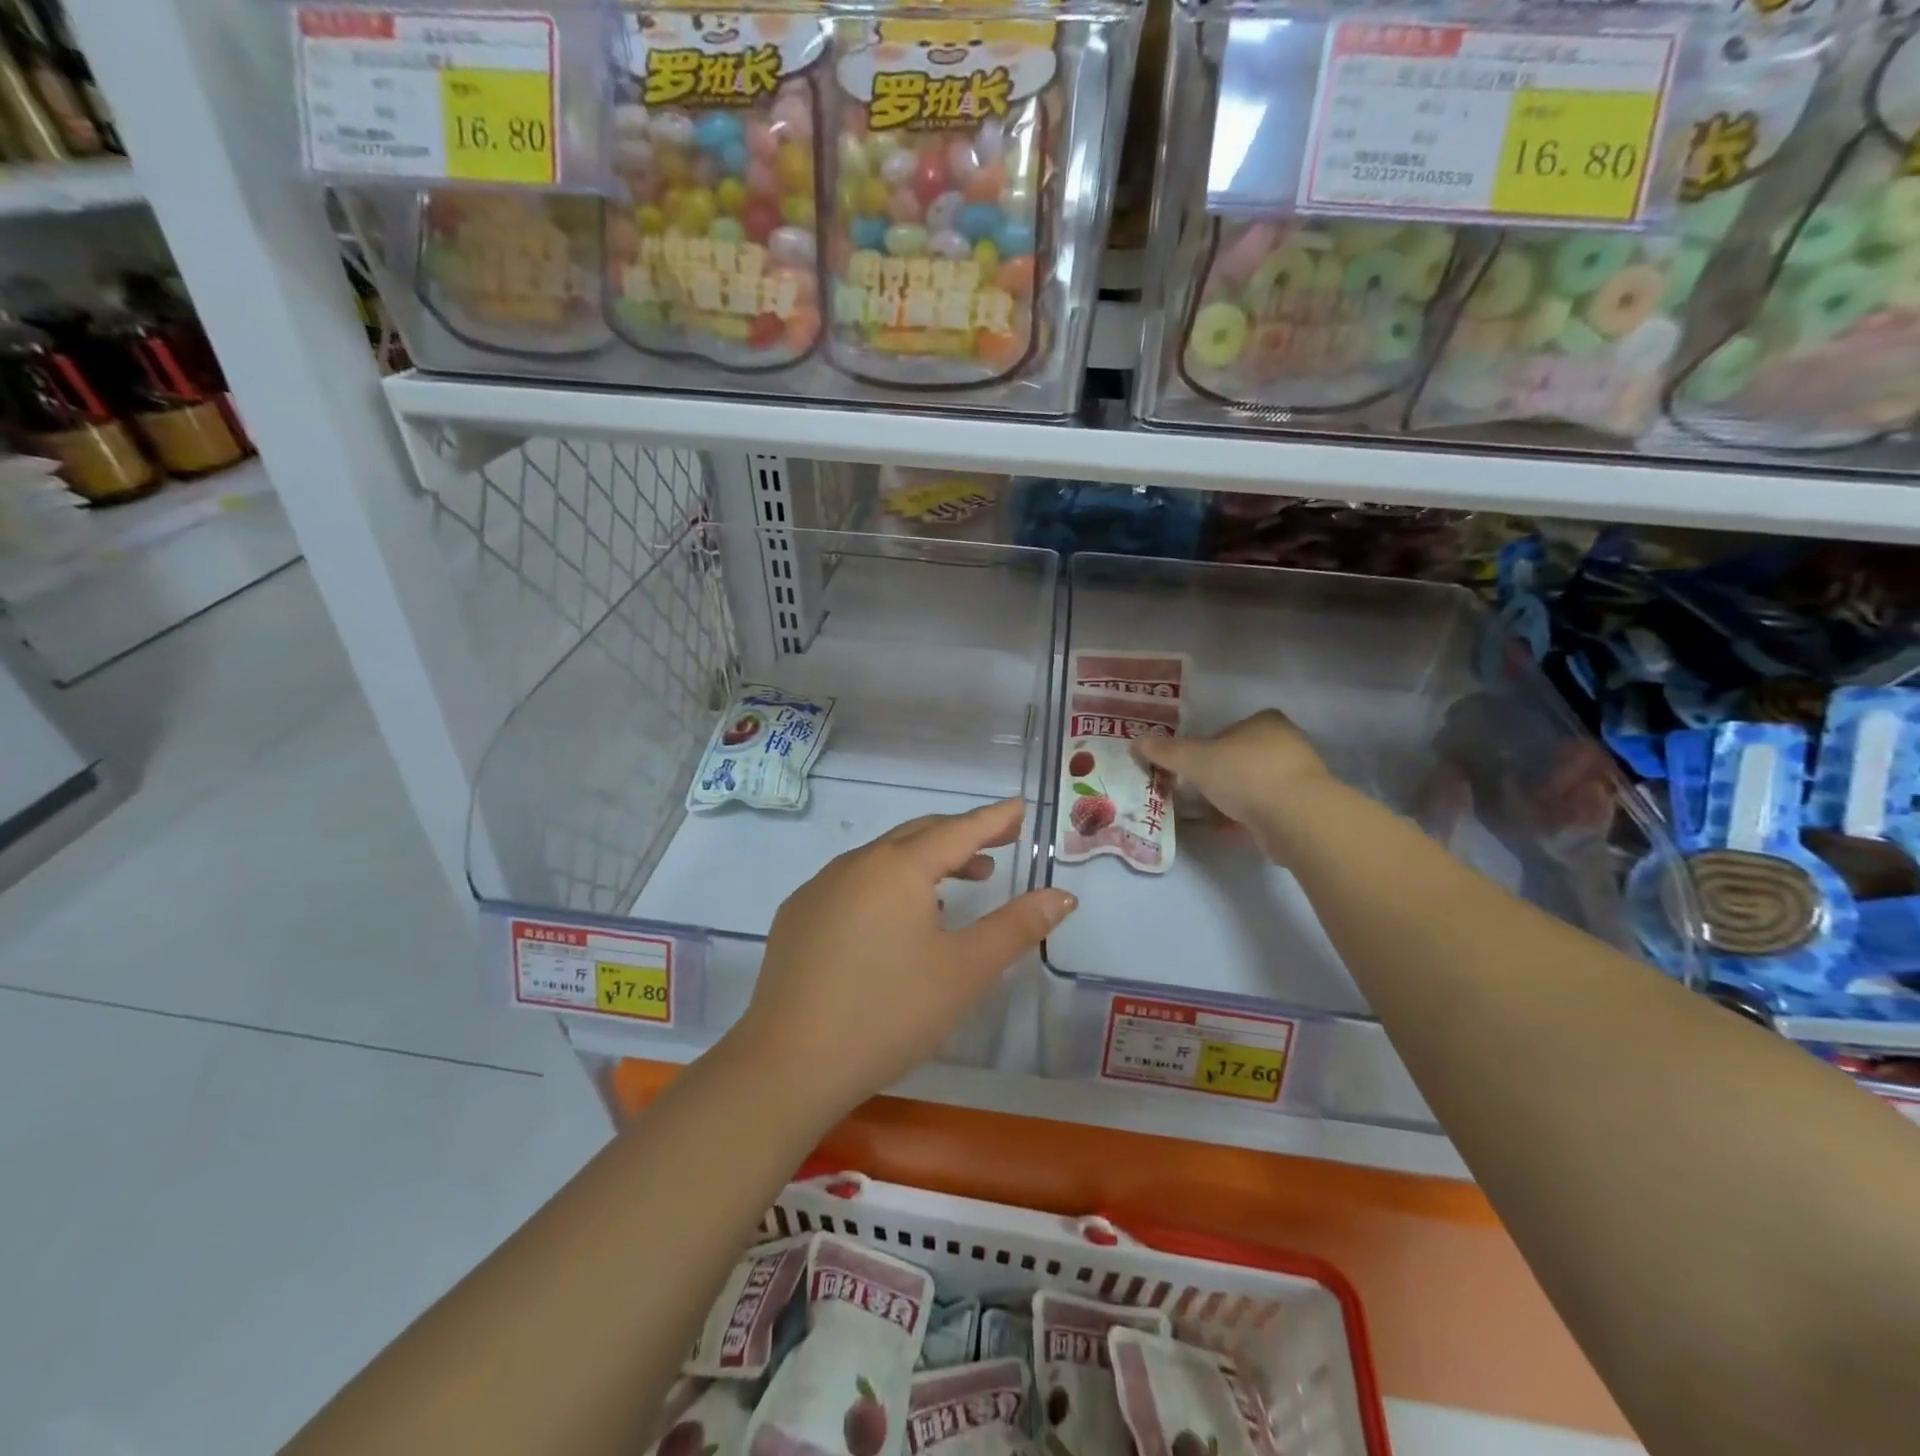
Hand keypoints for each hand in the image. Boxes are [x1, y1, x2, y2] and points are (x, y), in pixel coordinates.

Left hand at [732, 799, 1075, 1118]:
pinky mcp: (796, 916)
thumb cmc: (889, 1012)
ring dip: (924, 863)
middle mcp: (856, 863)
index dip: (993, 819)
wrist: (789, 1063)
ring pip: (882, 859)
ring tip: (956, 884)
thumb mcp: (964, 971)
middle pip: (918, 836)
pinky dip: (886, 886)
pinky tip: (894, 920)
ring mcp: (819, 888)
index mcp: (898, 867)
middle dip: (960, 837)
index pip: (958, 831)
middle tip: (997, 847)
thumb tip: (1062, 895)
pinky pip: (852, 883)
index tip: (1018, 808)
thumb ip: (1016, 927)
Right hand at [1132, 710, 1337, 860]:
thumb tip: (1135, 742)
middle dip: (1217, 777)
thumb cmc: (1245, 775)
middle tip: (1195, 793)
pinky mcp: (1304, 807)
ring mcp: (1299, 776)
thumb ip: (1165, 752)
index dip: (1205, 748)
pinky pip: (1266, 809)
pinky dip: (1246, 818)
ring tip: (1208, 815)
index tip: (1190, 769)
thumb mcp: (1195, 760)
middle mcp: (1286, 743)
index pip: (1227, 731)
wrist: (1297, 817)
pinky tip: (1229, 830)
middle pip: (1239, 759)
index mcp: (1265, 722)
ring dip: (1231, 799)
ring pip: (1253, 785)